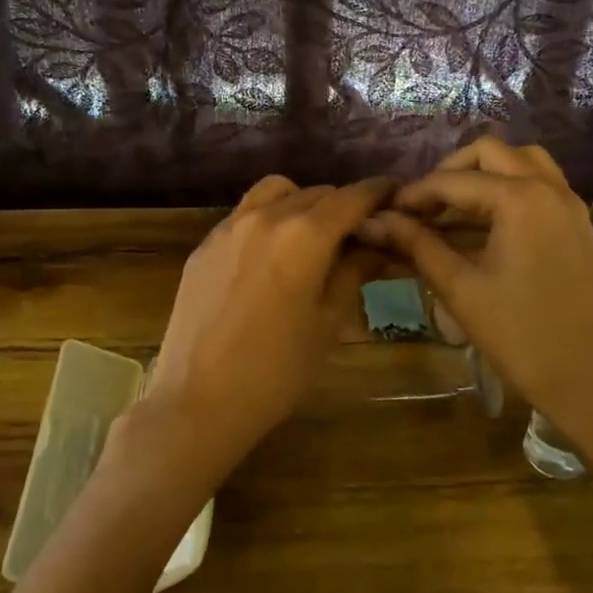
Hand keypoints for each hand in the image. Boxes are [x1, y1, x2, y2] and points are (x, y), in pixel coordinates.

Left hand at [105, 175, 391, 495]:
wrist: (197, 400)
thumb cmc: (277, 370)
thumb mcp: (328, 323)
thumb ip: (353, 273)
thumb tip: (377, 246)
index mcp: (305, 234)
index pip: (352, 198)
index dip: (378, 193)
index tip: (394, 196)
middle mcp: (266, 216)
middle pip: (316, 193)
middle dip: (342, 206)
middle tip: (358, 234)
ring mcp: (229, 227)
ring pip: (276, 193)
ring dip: (302, 203)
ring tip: (312, 236)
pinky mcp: (204, 245)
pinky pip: (244, 213)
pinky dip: (268, 217)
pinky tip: (271, 254)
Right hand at [360, 137, 592, 485]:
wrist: (592, 381)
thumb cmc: (520, 336)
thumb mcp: (460, 288)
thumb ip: (416, 245)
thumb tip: (374, 222)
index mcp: (520, 199)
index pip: (453, 181)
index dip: (414, 194)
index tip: (386, 213)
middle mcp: (550, 189)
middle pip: (491, 153)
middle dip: (450, 172)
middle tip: (421, 206)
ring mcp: (570, 205)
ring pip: (522, 161)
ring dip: (485, 172)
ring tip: (453, 207)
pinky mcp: (579, 225)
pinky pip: (541, 184)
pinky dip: (510, 187)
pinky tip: (486, 222)